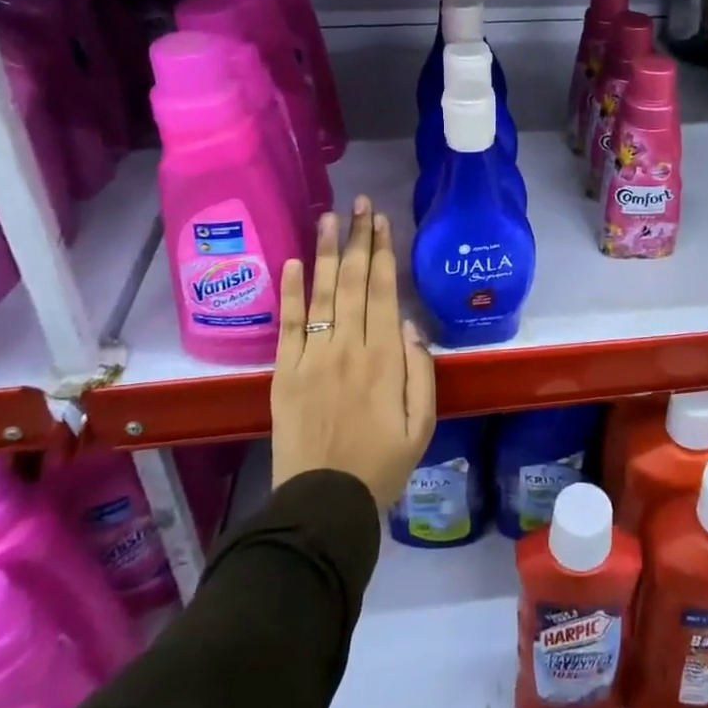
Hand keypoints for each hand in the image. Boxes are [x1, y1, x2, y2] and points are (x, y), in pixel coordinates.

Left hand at [272, 196, 436, 511]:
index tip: (381, 221)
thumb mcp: (422, 424)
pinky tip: (291, 262)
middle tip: (359, 203)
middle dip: (358, 239)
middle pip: (354, 282)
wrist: (324, 504)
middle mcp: (348, 347)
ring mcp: (312, 358)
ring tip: (328, 216)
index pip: (383, 291)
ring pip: (321, 293)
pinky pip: (287, 325)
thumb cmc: (382, 465)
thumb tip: (409, 325)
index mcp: (384, 358)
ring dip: (326, 252)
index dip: (383, 252)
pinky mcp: (284, 373)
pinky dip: (289, 292)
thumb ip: (421, 371)